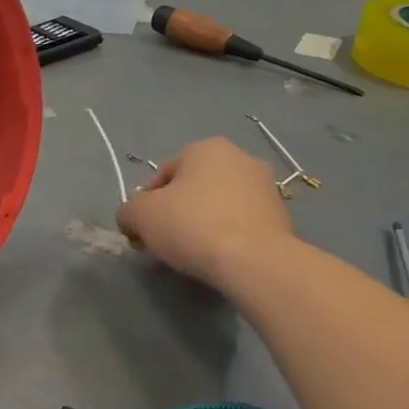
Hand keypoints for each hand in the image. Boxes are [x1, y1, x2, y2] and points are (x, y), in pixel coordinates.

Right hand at [116, 136, 293, 288]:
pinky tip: (219, 256)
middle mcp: (240, 157)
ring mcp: (265, 186)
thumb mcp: (140, 215)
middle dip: (175, 213)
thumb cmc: (192, 226)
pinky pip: (240, 222)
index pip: (162, 175)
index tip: (143, 233)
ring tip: (192, 253)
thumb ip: (128, 211)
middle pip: (192, 188)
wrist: (253, 261)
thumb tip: (131, 219)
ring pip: (218, 204)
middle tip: (164, 243)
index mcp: (206, 148)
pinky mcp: (281, 215)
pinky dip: (226, 235)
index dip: (145, 205)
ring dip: (202, 223)